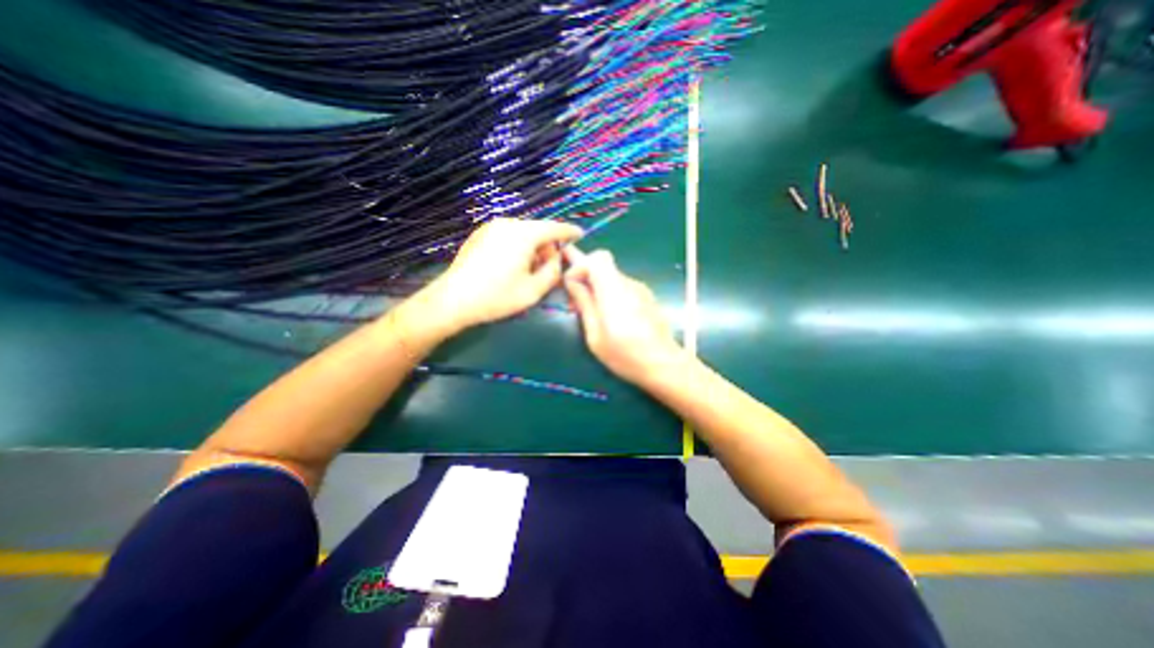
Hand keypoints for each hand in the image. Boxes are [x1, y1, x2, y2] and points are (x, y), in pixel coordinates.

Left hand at [414, 220, 580, 336]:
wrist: (453, 300)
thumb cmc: (496, 296)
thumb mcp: (533, 290)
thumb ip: (553, 272)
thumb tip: (558, 260)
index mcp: (523, 234)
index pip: (554, 228)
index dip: (569, 232)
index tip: (580, 234)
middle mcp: (507, 224)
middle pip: (537, 231)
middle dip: (547, 248)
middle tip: (548, 270)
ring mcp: (490, 227)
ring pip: (522, 234)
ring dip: (532, 249)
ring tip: (528, 272)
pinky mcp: (480, 235)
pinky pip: (508, 236)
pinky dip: (517, 248)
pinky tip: (511, 268)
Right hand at [561, 248, 677, 383]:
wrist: (663, 364)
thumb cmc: (625, 355)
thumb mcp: (595, 336)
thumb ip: (585, 305)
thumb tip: (573, 283)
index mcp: (614, 293)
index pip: (598, 258)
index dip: (580, 265)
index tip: (570, 284)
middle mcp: (629, 284)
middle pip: (604, 264)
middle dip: (585, 275)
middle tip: (574, 296)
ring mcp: (640, 288)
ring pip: (612, 275)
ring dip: (596, 285)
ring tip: (590, 309)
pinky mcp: (646, 296)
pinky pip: (622, 285)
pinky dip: (609, 292)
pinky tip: (609, 315)